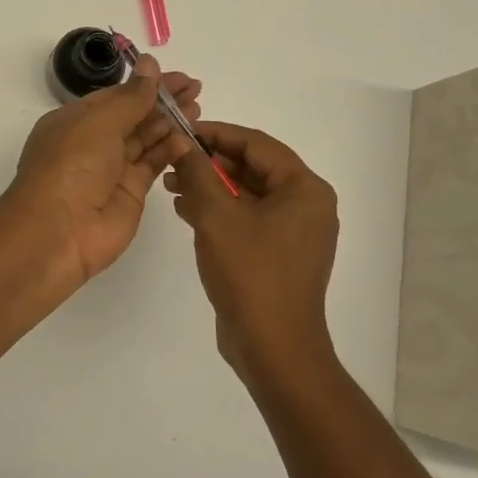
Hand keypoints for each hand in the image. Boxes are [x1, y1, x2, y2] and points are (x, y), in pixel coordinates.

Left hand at [5, 55, 201, 289]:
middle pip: (133, 116)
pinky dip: (170, 151)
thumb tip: (149, 64)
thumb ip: (130, 98)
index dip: (145, 84)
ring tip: (198, 107)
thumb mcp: (99, 123)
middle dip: (163, 102)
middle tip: (196, 88)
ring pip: (145, 139)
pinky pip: (152, 165)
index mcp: (75, 120)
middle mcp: (92, 142)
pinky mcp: (130, 193)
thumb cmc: (71, 166)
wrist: (58, 232)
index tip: (176, 76)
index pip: (115, 96)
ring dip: (170, 123)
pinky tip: (188, 139)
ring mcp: (112, 169)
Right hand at [166, 122, 339, 377]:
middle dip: (209, 162)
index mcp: (304, 189)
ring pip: (247, 194)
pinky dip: (219, 211)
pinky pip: (248, 218)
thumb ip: (197, 173)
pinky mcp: (279, 254)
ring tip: (170, 184)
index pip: (256, 144)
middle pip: (253, 167)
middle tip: (171, 159)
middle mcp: (307, 205)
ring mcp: (295, 232)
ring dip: (210, 186)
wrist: (273, 347)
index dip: (215, 134)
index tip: (180, 130)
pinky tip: (185, 210)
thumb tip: (181, 143)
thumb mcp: (215, 215)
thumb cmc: (249, 273)